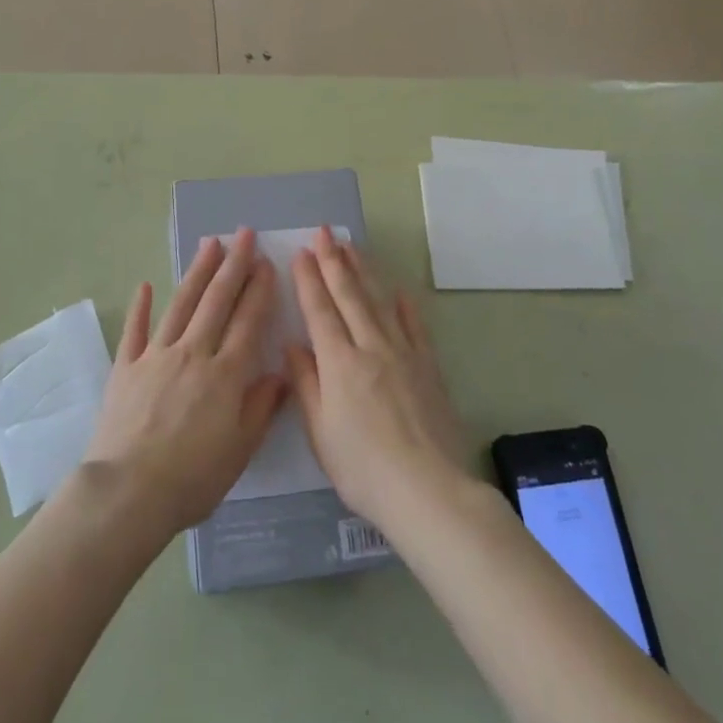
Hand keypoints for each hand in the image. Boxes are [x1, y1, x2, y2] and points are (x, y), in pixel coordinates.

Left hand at [81, 228, 287, 536]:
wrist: (129, 492)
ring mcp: (156, 356)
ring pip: (181, 304)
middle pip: (217, 301)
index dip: (259, 290)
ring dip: (197, 272)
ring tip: (210, 244)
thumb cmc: (192, 478)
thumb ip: (260, 408)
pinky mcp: (126, 367)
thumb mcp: (240, 450)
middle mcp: (193, 353)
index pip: (247, 321)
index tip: (266, 263)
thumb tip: (279, 374)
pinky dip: (140, 307)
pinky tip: (145, 285)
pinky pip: (135, 330)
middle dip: (233, 265)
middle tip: (244, 234)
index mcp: (225, 374)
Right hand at [286, 227, 470, 531]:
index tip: (301, 252)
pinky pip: (415, 327)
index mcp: (339, 363)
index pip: (320, 311)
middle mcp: (370, 347)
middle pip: (349, 296)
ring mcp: (403, 354)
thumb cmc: (363, 469)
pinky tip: (398, 291)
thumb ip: (306, 384)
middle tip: (325, 232)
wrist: (428, 490)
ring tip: (352, 246)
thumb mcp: (321, 433)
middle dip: (334, 261)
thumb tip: (293, 344)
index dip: (309, 280)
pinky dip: (405, 307)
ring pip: (379, 302)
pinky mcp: (428, 367)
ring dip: (364, 272)